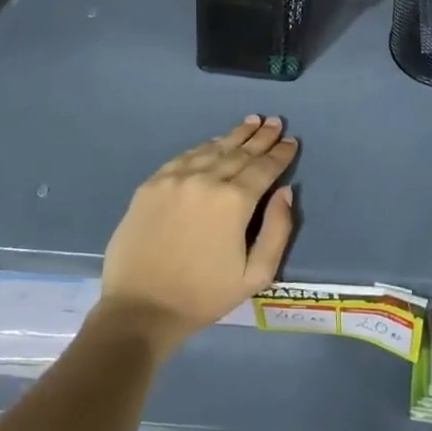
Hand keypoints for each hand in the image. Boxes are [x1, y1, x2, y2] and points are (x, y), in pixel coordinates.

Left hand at [97, 116, 298, 356]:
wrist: (140, 309)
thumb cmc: (203, 296)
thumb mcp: (255, 275)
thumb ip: (277, 230)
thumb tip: (285, 192)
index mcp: (234, 201)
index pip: (264, 168)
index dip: (280, 154)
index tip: (291, 141)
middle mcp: (205, 180)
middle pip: (239, 152)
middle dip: (261, 138)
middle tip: (274, 122)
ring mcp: (174, 179)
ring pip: (212, 149)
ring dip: (234, 136)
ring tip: (251, 122)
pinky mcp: (151, 185)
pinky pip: (184, 157)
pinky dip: (204, 147)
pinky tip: (214, 142)